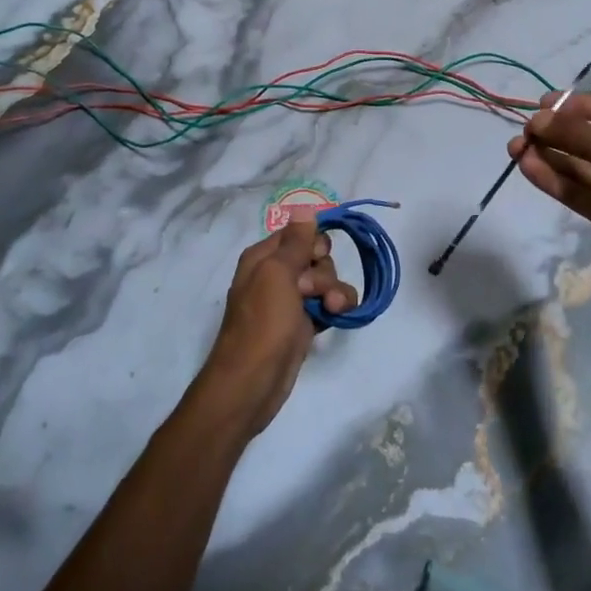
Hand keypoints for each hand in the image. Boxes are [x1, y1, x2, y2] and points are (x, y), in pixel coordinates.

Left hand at [192, 214, 357, 436]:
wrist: (253, 382)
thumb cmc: (262, 324)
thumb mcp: (277, 274)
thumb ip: (296, 241)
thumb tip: (305, 208)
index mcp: (264, 257)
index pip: (299, 232)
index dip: (313, 243)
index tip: (315, 257)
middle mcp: (277, 274)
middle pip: (317, 256)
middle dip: (323, 271)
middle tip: (310, 291)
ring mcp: (292, 300)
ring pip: (327, 281)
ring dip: (334, 291)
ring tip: (328, 310)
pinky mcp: (305, 323)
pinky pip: (330, 304)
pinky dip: (338, 307)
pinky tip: (337, 317)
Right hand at [509, 93, 590, 333]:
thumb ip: (582, 138)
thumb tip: (539, 119)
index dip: (579, 106)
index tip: (542, 105)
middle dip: (558, 134)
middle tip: (523, 133)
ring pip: (583, 168)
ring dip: (551, 157)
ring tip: (515, 150)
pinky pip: (581, 194)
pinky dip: (556, 182)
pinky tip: (529, 170)